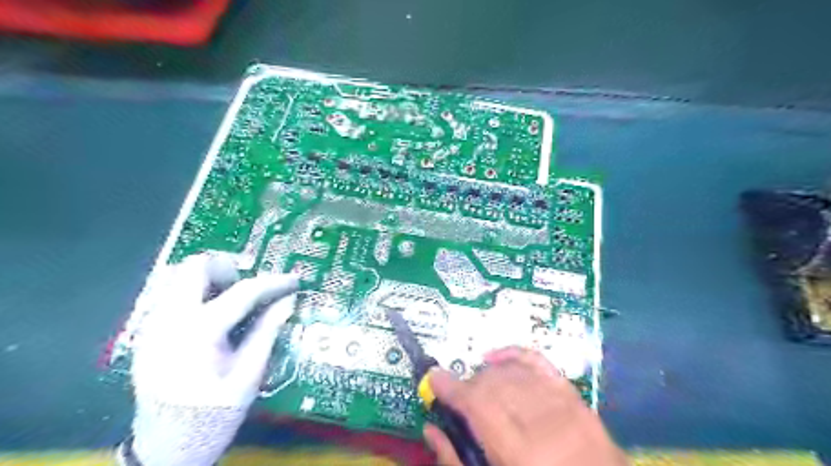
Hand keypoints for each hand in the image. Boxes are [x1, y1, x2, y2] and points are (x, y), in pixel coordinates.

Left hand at [127, 252, 299, 462]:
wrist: (164, 451)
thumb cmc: (212, 415)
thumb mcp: (249, 375)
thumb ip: (267, 331)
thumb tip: (289, 300)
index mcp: (199, 332)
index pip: (243, 291)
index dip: (273, 282)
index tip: (293, 280)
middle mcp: (169, 320)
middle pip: (195, 267)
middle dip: (229, 268)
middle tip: (251, 287)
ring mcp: (153, 326)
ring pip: (179, 276)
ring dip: (211, 279)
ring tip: (233, 300)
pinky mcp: (148, 333)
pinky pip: (172, 295)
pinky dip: (197, 293)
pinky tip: (214, 315)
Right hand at [424, 348, 626, 465]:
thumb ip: (455, 462)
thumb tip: (430, 429)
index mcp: (522, 456)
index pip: (478, 404)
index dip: (451, 387)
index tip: (433, 378)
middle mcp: (545, 424)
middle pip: (494, 383)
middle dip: (469, 385)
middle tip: (459, 398)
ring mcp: (565, 408)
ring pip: (513, 372)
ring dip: (487, 375)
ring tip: (478, 389)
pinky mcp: (577, 400)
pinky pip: (540, 362)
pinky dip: (514, 354)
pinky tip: (495, 358)